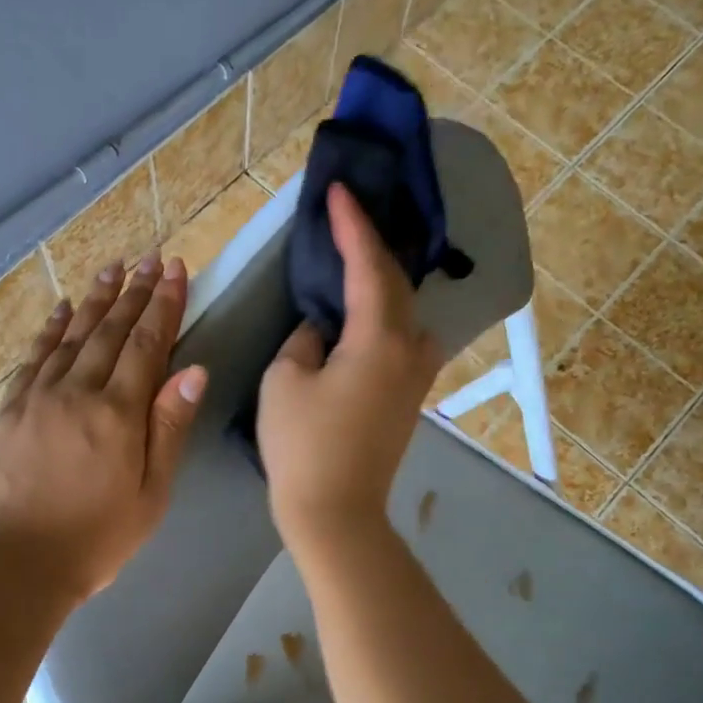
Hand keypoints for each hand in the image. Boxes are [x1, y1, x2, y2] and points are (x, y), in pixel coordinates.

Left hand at [0, 254, 205, 602]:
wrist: (13, 564)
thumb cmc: (96, 538)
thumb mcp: (150, 494)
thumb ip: (168, 429)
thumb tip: (192, 372)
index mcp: (118, 413)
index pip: (147, 345)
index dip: (163, 305)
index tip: (174, 270)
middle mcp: (76, 391)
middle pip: (110, 331)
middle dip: (133, 292)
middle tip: (148, 258)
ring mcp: (36, 397)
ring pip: (71, 336)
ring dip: (93, 301)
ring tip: (111, 270)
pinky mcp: (8, 410)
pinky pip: (33, 358)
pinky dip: (50, 330)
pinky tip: (60, 311)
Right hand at [258, 184, 441, 555]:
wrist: (336, 512)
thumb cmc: (304, 446)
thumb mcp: (286, 380)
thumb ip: (305, 339)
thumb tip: (323, 328)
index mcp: (380, 338)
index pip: (368, 265)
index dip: (352, 225)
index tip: (339, 190)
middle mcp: (411, 348)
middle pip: (395, 283)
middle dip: (372, 246)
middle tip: (349, 215)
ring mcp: (416, 376)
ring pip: (404, 312)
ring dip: (383, 282)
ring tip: (359, 259)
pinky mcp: (409, 398)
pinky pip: (402, 339)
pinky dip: (385, 315)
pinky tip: (367, 311)